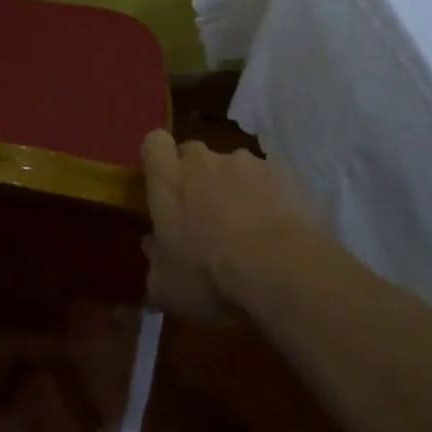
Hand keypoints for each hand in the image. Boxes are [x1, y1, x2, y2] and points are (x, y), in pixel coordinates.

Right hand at [140, 131, 321, 318]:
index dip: (158, 158)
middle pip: (192, 153)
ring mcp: (243, 163)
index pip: (154, 143)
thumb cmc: (209, 276)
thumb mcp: (166, 287)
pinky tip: (273, 225)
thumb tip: (152, 246)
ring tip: (246, 223)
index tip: (163, 182)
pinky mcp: (278, 171)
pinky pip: (264, 177)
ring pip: (231, 166)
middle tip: (202, 210)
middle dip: (195, 175)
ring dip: (232, 185)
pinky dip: (265, 194)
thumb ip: (155, 262)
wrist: (278, 268)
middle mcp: (202, 161)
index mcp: (168, 181)